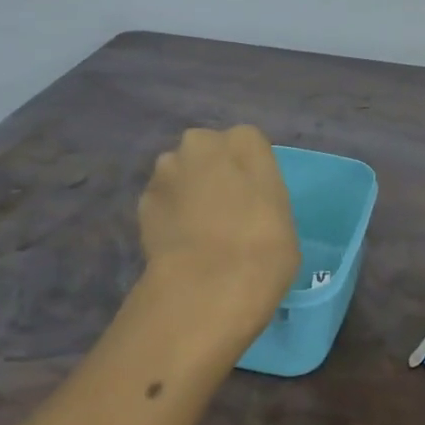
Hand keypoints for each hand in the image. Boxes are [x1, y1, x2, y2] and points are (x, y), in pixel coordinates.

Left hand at [137, 126, 299, 338]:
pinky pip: (161, 202)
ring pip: (179, 174)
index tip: (253, 197)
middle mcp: (201, 142)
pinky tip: (179, 243)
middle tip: (225, 209)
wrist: (211, 283)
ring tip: (198, 229)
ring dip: (186, 191)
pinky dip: (168, 215)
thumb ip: (260, 195)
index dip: (249, 170)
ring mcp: (166, 170)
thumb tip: (246, 204)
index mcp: (244, 141)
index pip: (248, 144)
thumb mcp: (282, 215)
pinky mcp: (142, 200)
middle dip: (212, 172)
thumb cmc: (265, 247)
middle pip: (207, 151)